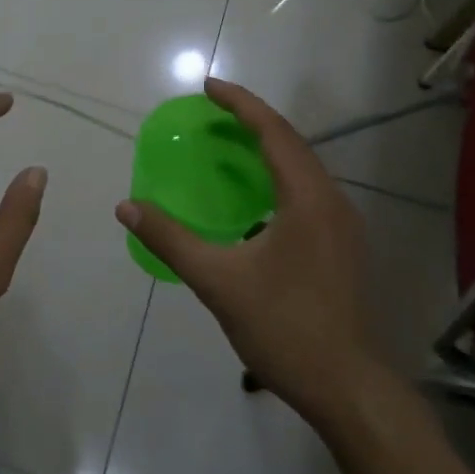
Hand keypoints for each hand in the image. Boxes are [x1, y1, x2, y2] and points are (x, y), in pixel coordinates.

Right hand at [116, 78, 378, 426]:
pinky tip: (253, 196)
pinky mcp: (342, 245)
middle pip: (292, 143)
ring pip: (303, 168)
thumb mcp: (218, 281)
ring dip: (266, 147)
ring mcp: (342, 225)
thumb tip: (127, 207)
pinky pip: (306, 190)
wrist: (348, 388)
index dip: (240, 103)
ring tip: (228, 142)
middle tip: (212, 111)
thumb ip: (171, 239)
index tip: (208, 86)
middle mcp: (332, 201)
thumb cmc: (284, 328)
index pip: (273, 132)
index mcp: (307, 199)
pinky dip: (277, 175)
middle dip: (252, 119)